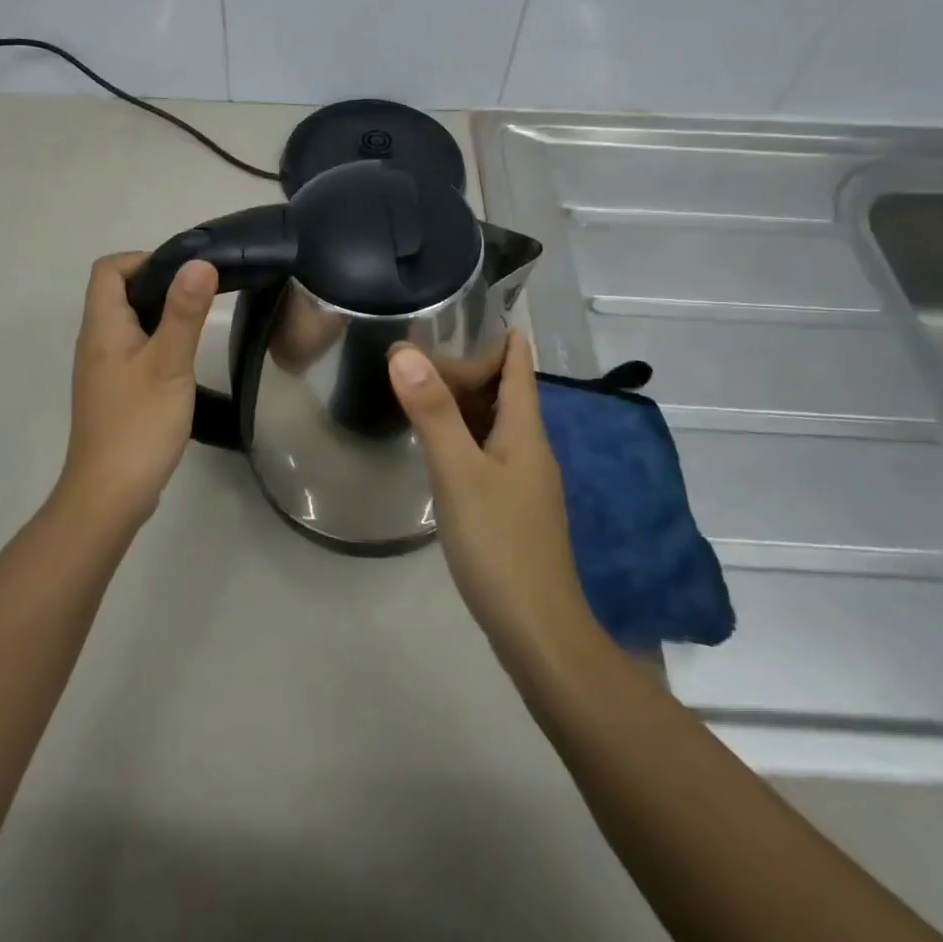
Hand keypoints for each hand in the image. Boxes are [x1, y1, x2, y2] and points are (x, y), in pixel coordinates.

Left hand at [59, 252, 218, 529]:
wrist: (108, 495)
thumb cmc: (139, 424)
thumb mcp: (169, 363)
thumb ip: (184, 312)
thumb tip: (199, 262)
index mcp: (102, 327)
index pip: (109, 269)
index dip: (143, 260)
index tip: (183, 274)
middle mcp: (95, 342)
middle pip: (118, 293)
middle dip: (158, 285)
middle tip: (199, 298)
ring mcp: (102, 370)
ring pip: (127, 324)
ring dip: (159, 315)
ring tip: (196, 326)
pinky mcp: (113, 393)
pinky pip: (132, 351)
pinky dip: (156, 343)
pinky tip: (181, 364)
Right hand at [388, 331, 590, 667]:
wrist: (538, 631)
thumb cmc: (500, 544)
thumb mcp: (459, 473)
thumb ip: (432, 413)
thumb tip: (404, 351)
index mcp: (525, 429)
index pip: (517, 362)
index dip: (495, 332)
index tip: (457, 309)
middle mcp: (529, 445)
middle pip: (503, 388)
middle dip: (467, 364)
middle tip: (416, 348)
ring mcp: (523, 477)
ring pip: (493, 420)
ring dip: (461, 398)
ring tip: (416, 383)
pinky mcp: (511, 503)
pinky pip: (486, 449)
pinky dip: (461, 432)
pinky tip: (434, 442)